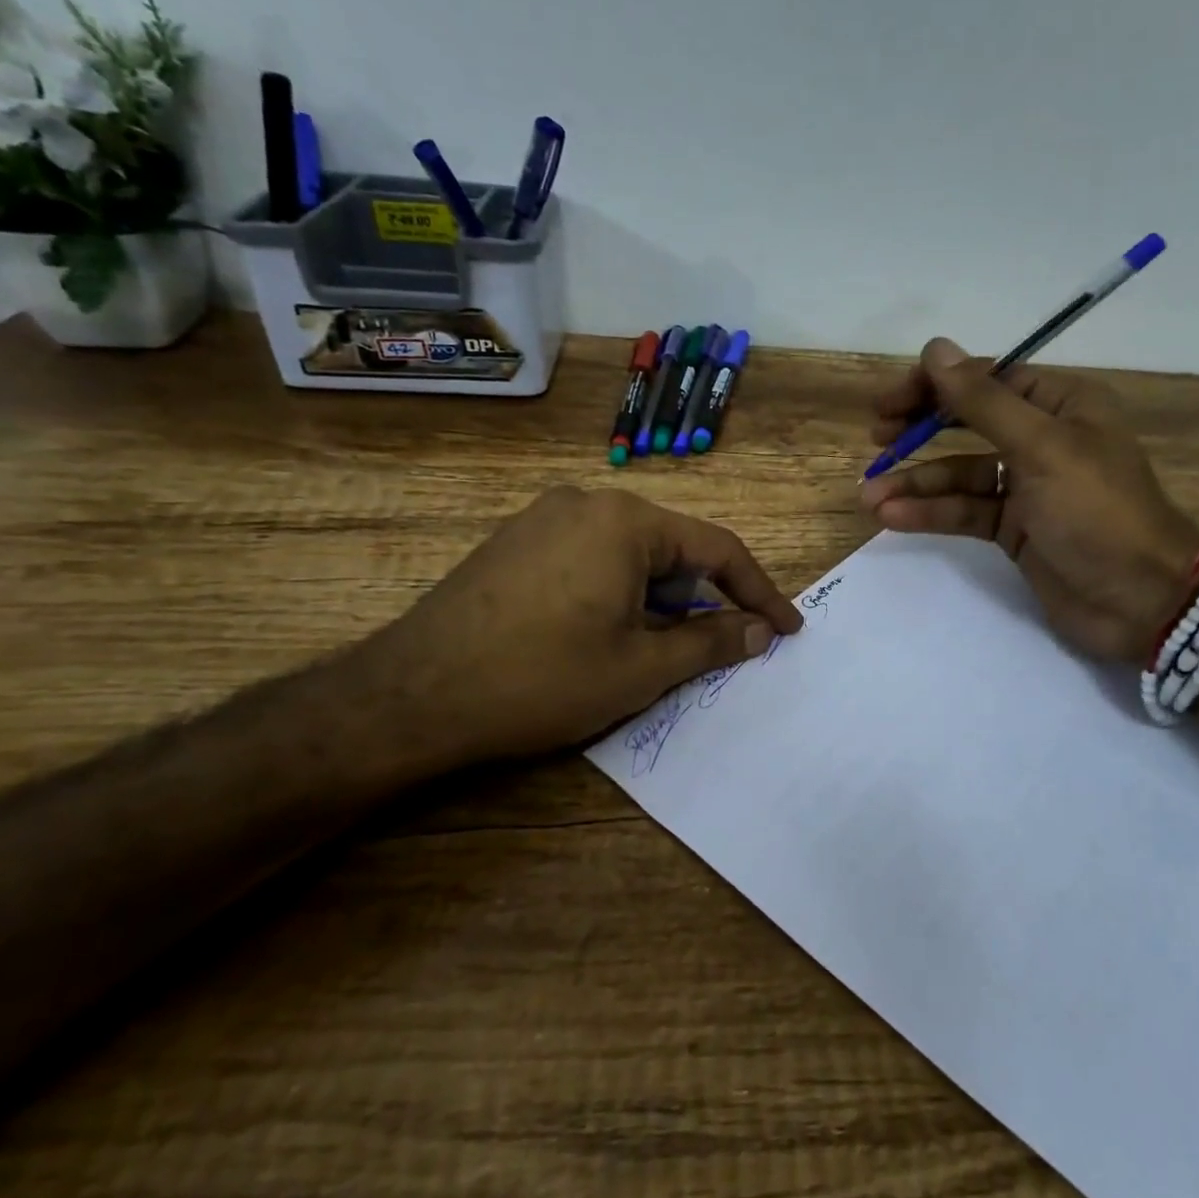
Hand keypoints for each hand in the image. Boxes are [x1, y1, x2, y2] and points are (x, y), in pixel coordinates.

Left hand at [355, 487, 802, 764]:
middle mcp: (587, 502)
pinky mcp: (515, 541)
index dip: (759, 592)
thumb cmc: (542, 678)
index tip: (787, 628)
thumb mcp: (640, 668)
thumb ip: (710, 642)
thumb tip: (760, 630)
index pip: (718, 549)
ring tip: (654, 649)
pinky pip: (590, 557)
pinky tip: (603, 634)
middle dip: (700, 598)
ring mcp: (544, 517)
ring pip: (630, 554)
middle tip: (715, 647)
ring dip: (657, 598)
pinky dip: (617, 591)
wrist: (411, 696)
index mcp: (626, 521)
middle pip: (672, 547)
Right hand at [860, 338, 1198, 661]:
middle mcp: (1043, 437)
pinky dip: (931, 513)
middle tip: (876, 438)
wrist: (1142, 602)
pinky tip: (893, 518)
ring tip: (870, 497)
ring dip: (916, 483)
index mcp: (1061, 404)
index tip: (888, 403)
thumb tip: (935, 348)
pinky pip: (965, 510)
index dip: (934, 385)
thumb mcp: (1041, 448)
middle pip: (968, 422)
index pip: (986, 378)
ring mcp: (1027, 486)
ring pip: (960, 473)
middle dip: (920, 430)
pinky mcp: (1014, 528)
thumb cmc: (1097, 512)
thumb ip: (983, 401)